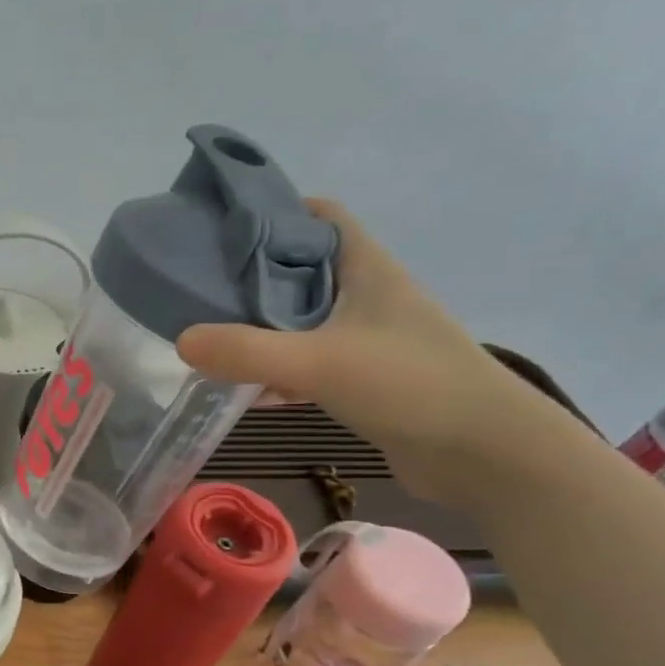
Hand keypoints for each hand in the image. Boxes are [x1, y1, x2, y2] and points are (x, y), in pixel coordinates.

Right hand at [176, 199, 543, 502]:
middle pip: (300, 270)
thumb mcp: (320, 362)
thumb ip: (248, 352)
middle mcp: (365, 296)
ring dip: (259, 326)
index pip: (320, 218)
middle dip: (251, 275)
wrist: (483, 452)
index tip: (221, 227)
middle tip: (197, 285)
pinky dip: (275, 371)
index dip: (274, 212)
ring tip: (207, 332)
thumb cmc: (409, 384)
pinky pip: (306, 364)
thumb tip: (181, 340)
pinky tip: (241, 388)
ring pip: (300, 320)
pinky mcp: (363, 380)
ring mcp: (365, 340)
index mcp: (365, 268)